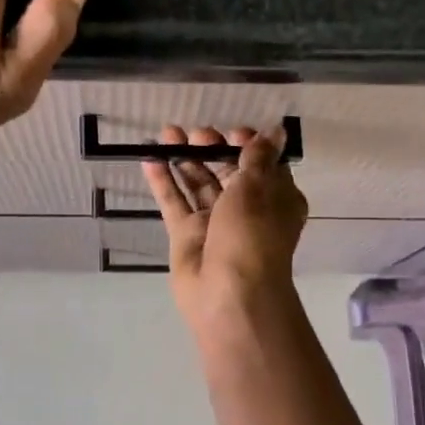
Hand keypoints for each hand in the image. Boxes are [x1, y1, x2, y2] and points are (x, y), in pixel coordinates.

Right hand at [142, 125, 307, 327]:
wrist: (230, 294)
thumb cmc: (252, 235)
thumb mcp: (258, 187)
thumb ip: (258, 156)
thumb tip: (276, 130)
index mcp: (275, 199)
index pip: (262, 165)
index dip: (248, 146)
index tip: (233, 133)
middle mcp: (246, 209)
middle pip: (226, 171)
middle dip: (211, 149)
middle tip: (196, 133)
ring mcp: (214, 223)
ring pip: (197, 184)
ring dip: (184, 158)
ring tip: (167, 134)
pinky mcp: (186, 235)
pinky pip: (174, 202)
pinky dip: (163, 182)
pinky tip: (148, 158)